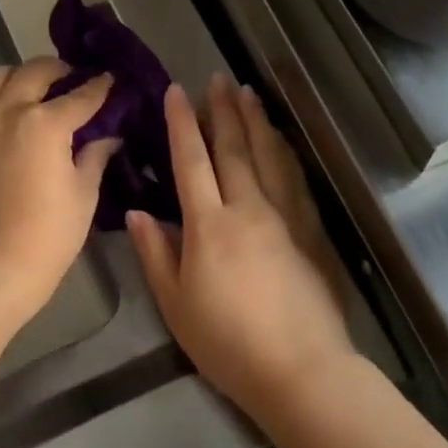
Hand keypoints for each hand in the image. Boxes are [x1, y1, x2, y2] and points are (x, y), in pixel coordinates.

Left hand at [0, 58, 118, 312]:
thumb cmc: (52, 232)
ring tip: (33, 91)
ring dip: (20, 77)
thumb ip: (95, 154)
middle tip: (71, 79)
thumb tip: (108, 136)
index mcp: (45, 123)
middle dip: (58, 70)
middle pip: (35, 71)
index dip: (99, 87)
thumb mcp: (84, 192)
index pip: (81, 96)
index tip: (108, 80)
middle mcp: (8, 111)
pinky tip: (3, 113)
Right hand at [127, 74, 354, 406]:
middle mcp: (249, 209)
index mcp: (209, 225)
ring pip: (269, 156)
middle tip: (218, 79)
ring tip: (248, 93)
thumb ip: (155, 254)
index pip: (192, 161)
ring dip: (257, 121)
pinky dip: (284, 151)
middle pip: (234, 148)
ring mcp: (285, 216)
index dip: (182, 124)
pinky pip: (295, 178)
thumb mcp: (176, 304)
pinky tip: (281, 140)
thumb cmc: (227, 343)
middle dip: (224, 110)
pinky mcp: (311, 230)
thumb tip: (136, 212)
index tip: (177, 92)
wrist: (301, 369)